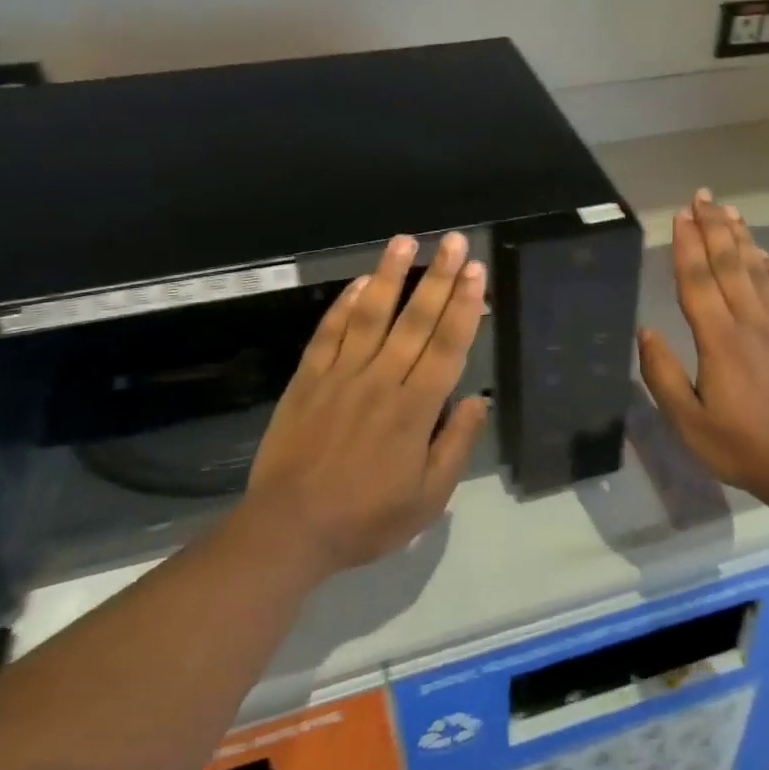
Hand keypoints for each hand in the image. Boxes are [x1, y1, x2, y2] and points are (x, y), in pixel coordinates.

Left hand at [245, 232, 488, 578]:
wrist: (289, 529)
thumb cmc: (366, 518)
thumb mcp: (428, 498)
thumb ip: (456, 445)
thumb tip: (479, 400)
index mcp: (415, 409)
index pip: (448, 346)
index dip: (465, 305)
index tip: (476, 271)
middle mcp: (382, 380)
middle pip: (416, 320)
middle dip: (438, 277)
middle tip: (454, 240)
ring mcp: (341, 375)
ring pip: (370, 315)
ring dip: (389, 275)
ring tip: (404, 241)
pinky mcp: (309, 378)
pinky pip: (329, 333)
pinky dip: (344, 305)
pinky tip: (359, 281)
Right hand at [637, 191, 768, 503]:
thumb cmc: (741, 447)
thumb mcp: (688, 422)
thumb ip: (663, 375)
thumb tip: (646, 331)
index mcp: (719, 341)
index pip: (697, 282)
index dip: (687, 245)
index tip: (680, 215)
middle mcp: (751, 323)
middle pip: (729, 264)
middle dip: (713, 227)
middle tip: (703, 196)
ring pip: (759, 270)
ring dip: (742, 237)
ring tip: (729, 210)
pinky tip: (765, 252)